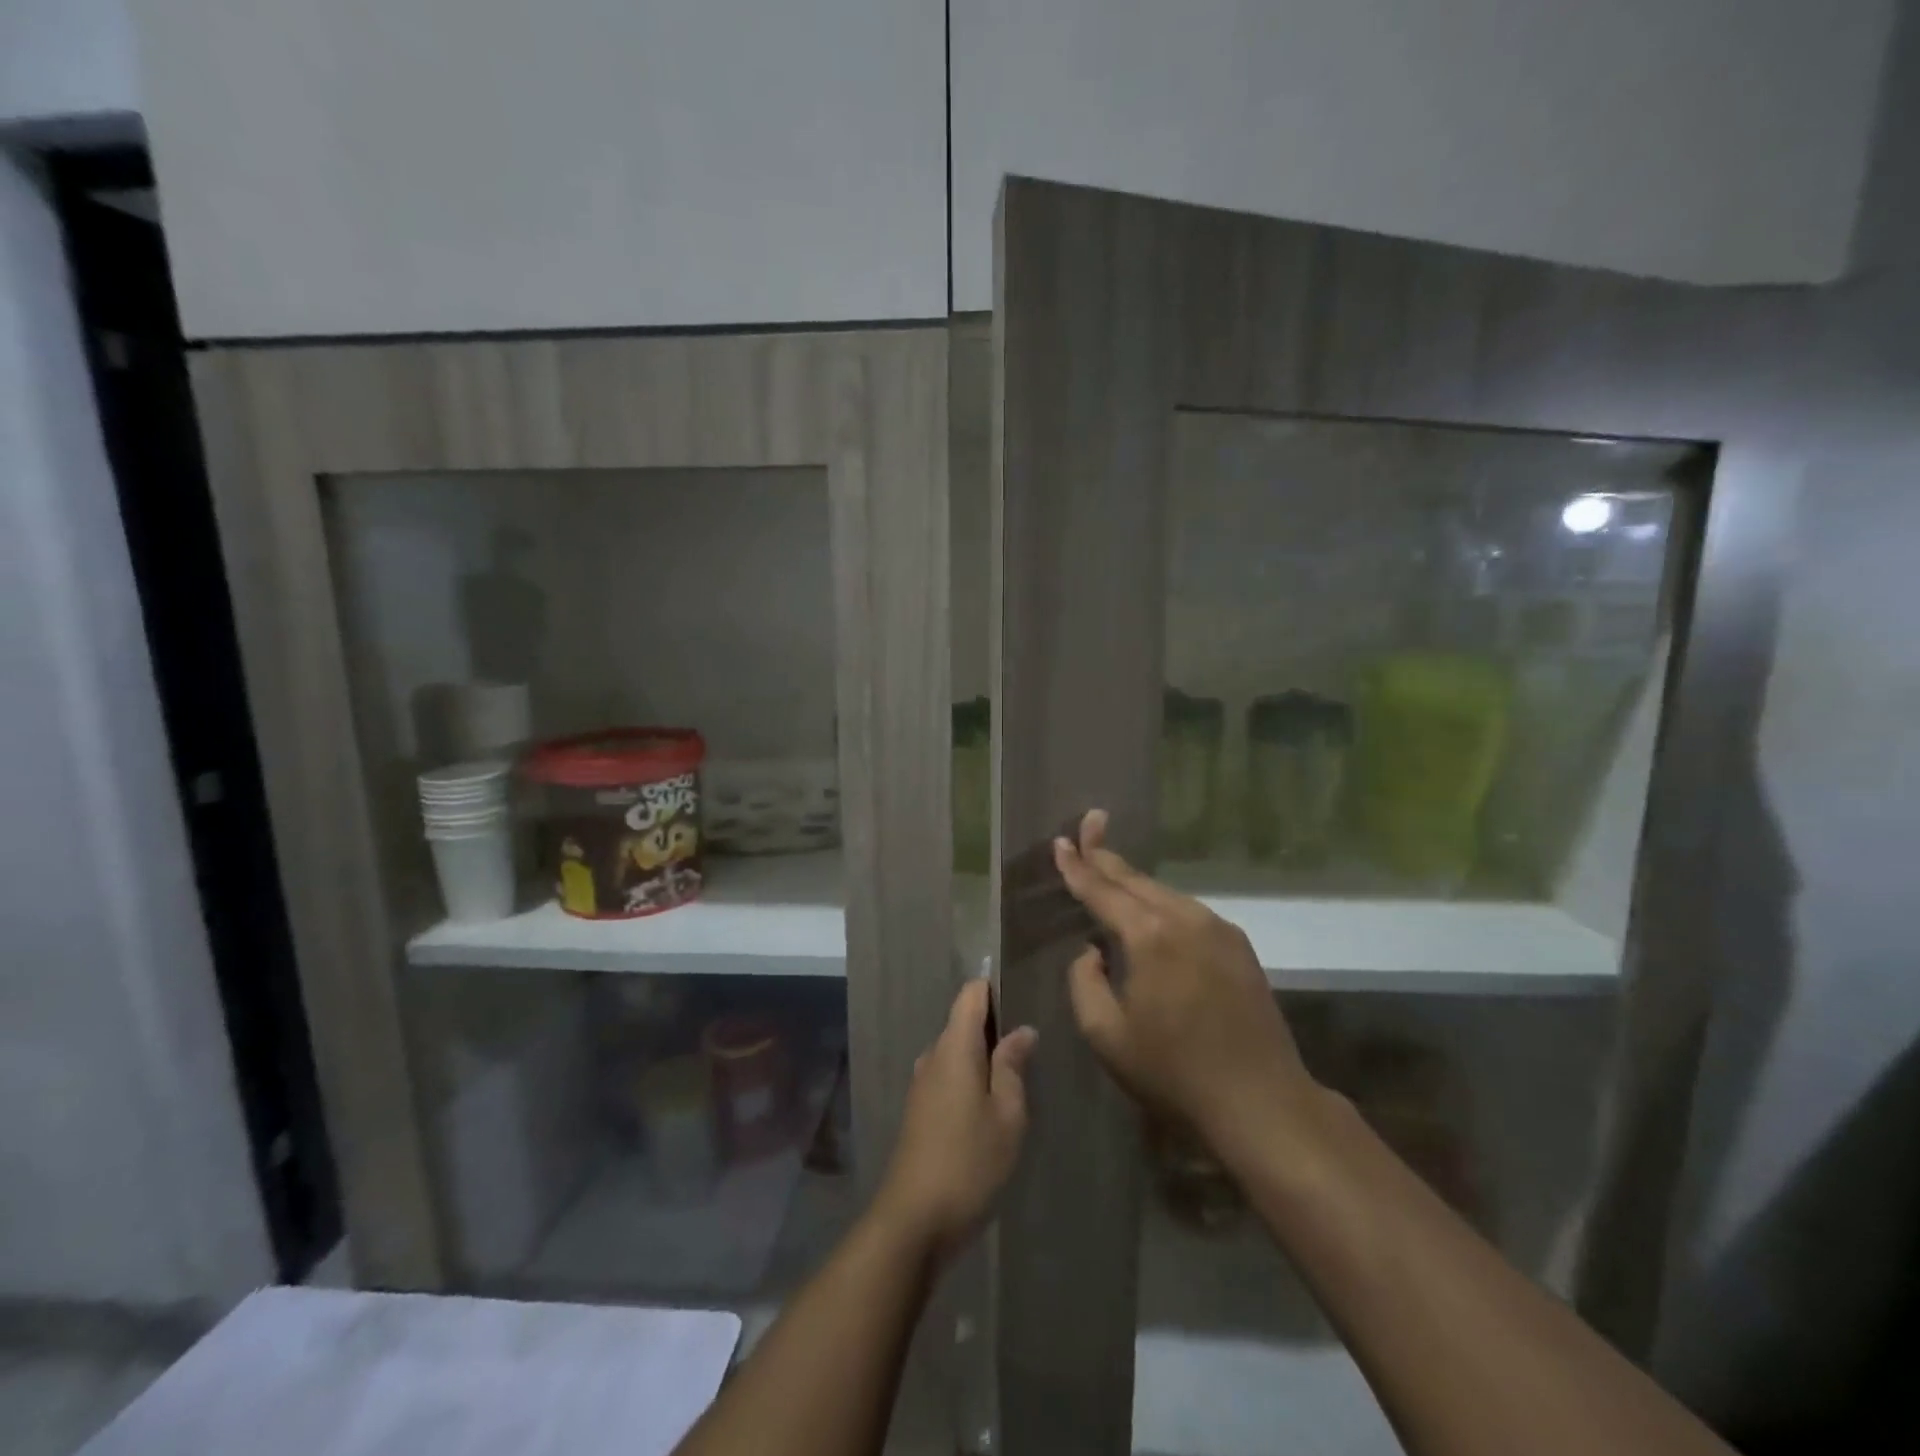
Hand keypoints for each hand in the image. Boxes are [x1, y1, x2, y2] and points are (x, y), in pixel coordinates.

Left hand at [873, 980, 1037, 1261]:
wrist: (913, 1221)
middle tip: (1032, 1047)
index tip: (1022, 995)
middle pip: (963, 1022)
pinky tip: (992, 1107)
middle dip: (995, 1027)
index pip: (970, 994)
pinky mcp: (919, 1111)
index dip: (994, 988)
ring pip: (957, 1053)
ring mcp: (922, 1084)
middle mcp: (932, 1056)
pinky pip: (948, 1077)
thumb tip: (1022, 1030)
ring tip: (1018, 1077)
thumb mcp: (1007, 1115)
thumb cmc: (969, 1162)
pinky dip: (971, 1080)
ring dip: (984, 1058)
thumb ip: (1013, 1067)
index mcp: (954, 1047)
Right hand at [1054, 810, 1321, 1161]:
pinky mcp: (1239, 946)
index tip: (1060, 843)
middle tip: (1087, 827)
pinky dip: (1161, 903)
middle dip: (1106, 856)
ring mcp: (1218, 929)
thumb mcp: (1106, 1035)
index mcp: (1149, 936)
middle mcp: (1185, 919)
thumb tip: (1092, 951)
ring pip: (1164, 894)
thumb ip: (1085, 982)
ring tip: (1110, 868)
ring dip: (1134, 882)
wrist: (1261, 1102)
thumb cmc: (1173, 1072)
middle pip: (1136, 880)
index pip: (1102, 891)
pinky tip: (1152, 911)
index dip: (1077, 867)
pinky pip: (1188, 912)